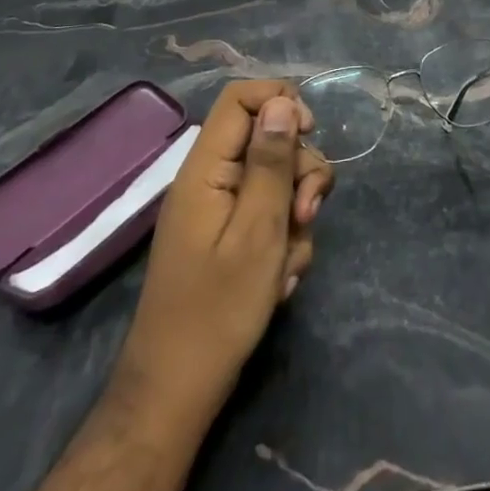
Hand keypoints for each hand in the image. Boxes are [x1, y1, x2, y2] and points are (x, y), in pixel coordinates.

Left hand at [116, 81, 333, 421]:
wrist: (178, 392)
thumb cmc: (218, 310)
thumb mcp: (258, 230)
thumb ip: (271, 162)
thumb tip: (282, 102)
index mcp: (206, 169)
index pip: (240, 99)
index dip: (280, 102)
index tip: (311, 133)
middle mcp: (211, 180)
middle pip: (268, 140)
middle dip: (299, 173)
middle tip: (305, 216)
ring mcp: (219, 211)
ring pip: (277, 181)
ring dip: (296, 214)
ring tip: (288, 263)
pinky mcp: (229, 238)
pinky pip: (269, 216)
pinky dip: (284, 241)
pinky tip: (280, 279)